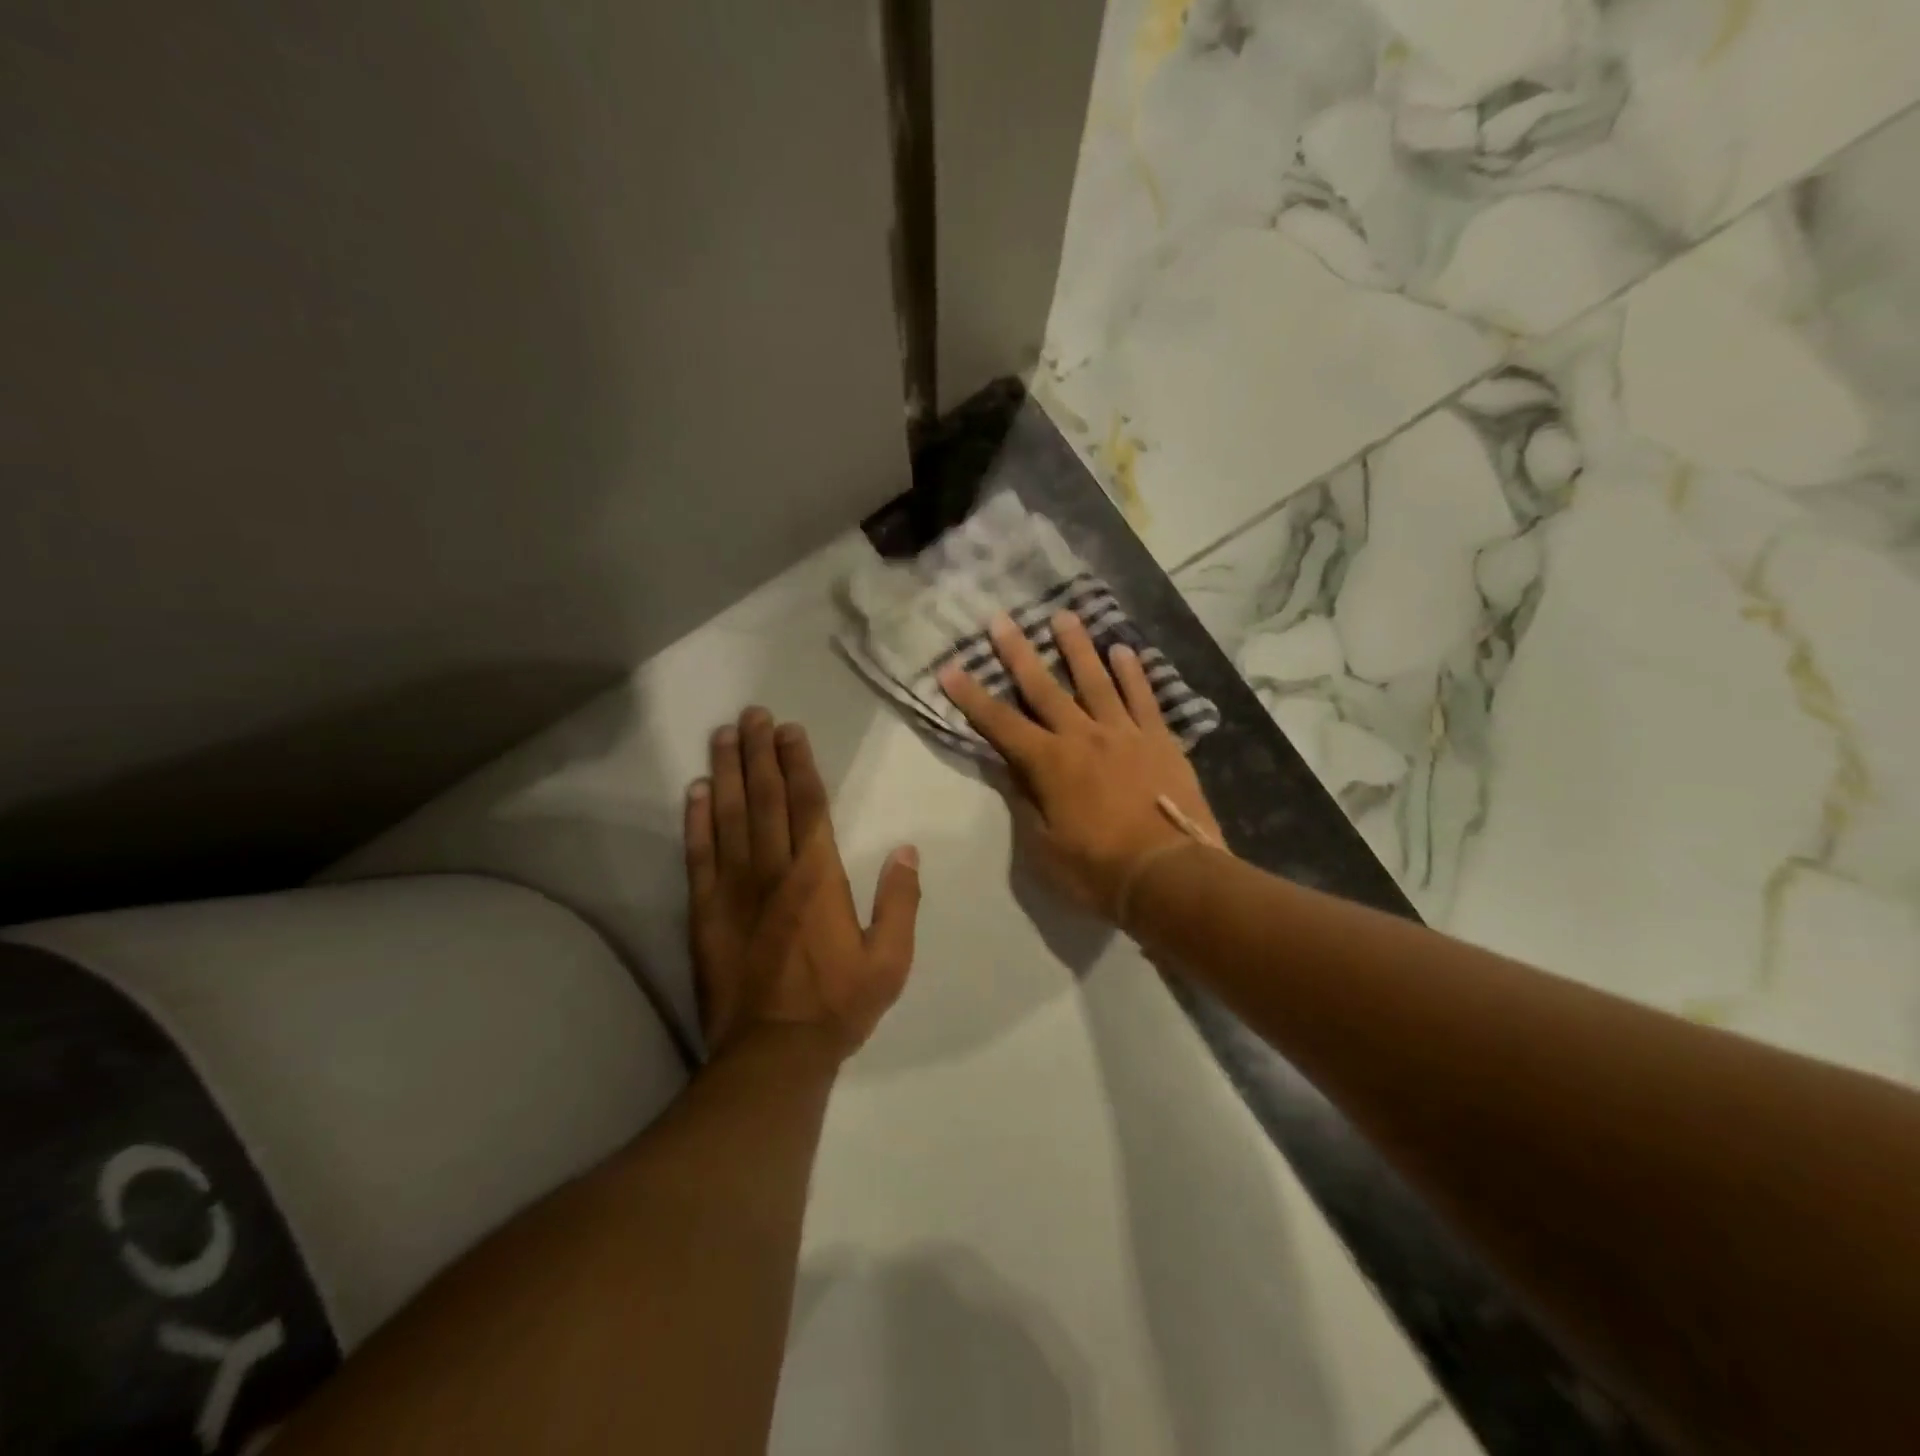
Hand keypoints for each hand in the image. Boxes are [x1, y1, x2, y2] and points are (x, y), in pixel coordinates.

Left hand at [685, 708, 920, 1063]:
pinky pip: (699, 855)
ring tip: (724, 735)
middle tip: (753, 714)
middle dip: (759, 753)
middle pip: (765, 799)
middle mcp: (773, 871)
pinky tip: (695, 792)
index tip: (790, 731)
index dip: (798, 764)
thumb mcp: (890, 960)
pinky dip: (696, 820)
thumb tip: (906, 851)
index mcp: (818, 877)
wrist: (772, 1055)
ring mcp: (733, 890)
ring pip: (728, 816)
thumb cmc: (837, 1005)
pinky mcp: (704, 912)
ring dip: (726, 772)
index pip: (808, 805)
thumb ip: (901, 902)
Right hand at [938, 611, 1223, 920]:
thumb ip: (1026, 802)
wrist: (1169, 875)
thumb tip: (1011, 770)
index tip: (950, 668)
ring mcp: (1124, 733)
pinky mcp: (1159, 740)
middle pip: (1044, 687)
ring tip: (1064, 616)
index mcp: (1049, 764)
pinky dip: (1132, 672)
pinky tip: (1123, 650)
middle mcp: (1082, 736)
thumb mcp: (1044, 848)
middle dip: (1018, 653)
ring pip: (1096, 679)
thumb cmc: (1098, 870)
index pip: (999, 724)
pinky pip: (1143, 697)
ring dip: (1077, 647)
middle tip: (1001, 619)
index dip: (972, 697)